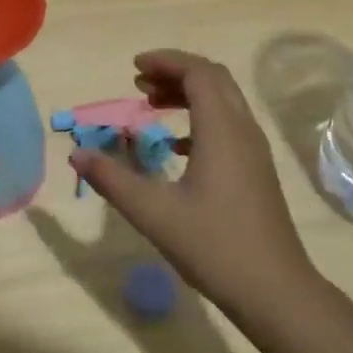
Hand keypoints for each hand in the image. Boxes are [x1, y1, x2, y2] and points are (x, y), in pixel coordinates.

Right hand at [68, 50, 322, 325]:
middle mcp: (243, 129)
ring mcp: (254, 150)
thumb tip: (77, 154)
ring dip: (189, 94)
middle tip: (138, 84)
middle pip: (213, 79)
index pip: (198, 72)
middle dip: (175, 72)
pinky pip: (229, 124)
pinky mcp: (257, 169)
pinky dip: (201, 118)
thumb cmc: (214, 246)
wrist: (275, 290)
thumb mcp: (154, 213)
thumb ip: (113, 180)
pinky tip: (176, 146)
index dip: (166, 62)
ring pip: (223, 100)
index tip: (133, 68)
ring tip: (151, 105)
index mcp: (222, 129)